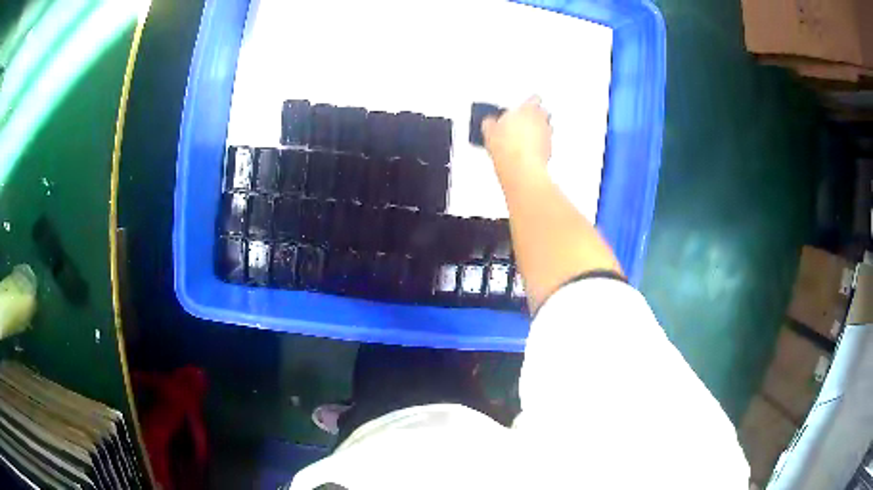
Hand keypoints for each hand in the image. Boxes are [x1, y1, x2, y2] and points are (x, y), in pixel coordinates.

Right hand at [482, 96, 551, 172]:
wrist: (519, 166)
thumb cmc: (508, 145)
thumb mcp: (490, 129)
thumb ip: (491, 121)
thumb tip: (489, 122)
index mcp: (528, 109)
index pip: (533, 98)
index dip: (528, 101)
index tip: (523, 105)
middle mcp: (541, 120)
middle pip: (542, 112)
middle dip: (535, 115)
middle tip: (523, 120)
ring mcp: (546, 135)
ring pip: (546, 128)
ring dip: (538, 131)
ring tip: (525, 137)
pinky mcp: (548, 150)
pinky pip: (545, 143)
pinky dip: (539, 145)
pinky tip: (528, 151)